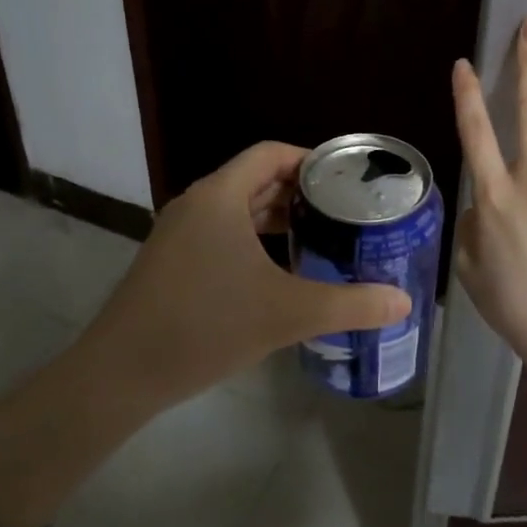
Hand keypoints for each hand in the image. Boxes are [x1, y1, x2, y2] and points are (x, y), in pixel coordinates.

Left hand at [83, 141, 411, 410]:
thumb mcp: (287, 313)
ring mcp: (178, 233)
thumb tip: (404, 301)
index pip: (271, 154)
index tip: (346, 181)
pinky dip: (252, 241)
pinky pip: (219, 234)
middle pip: (255, 179)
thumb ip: (350, 305)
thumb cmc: (207, 326)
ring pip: (236, 210)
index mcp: (220, 196)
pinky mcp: (170, 261)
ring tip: (319, 238)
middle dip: (299, 193)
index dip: (311, 160)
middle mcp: (197, 203)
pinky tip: (278, 273)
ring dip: (275, 219)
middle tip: (344, 213)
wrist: (122, 372)